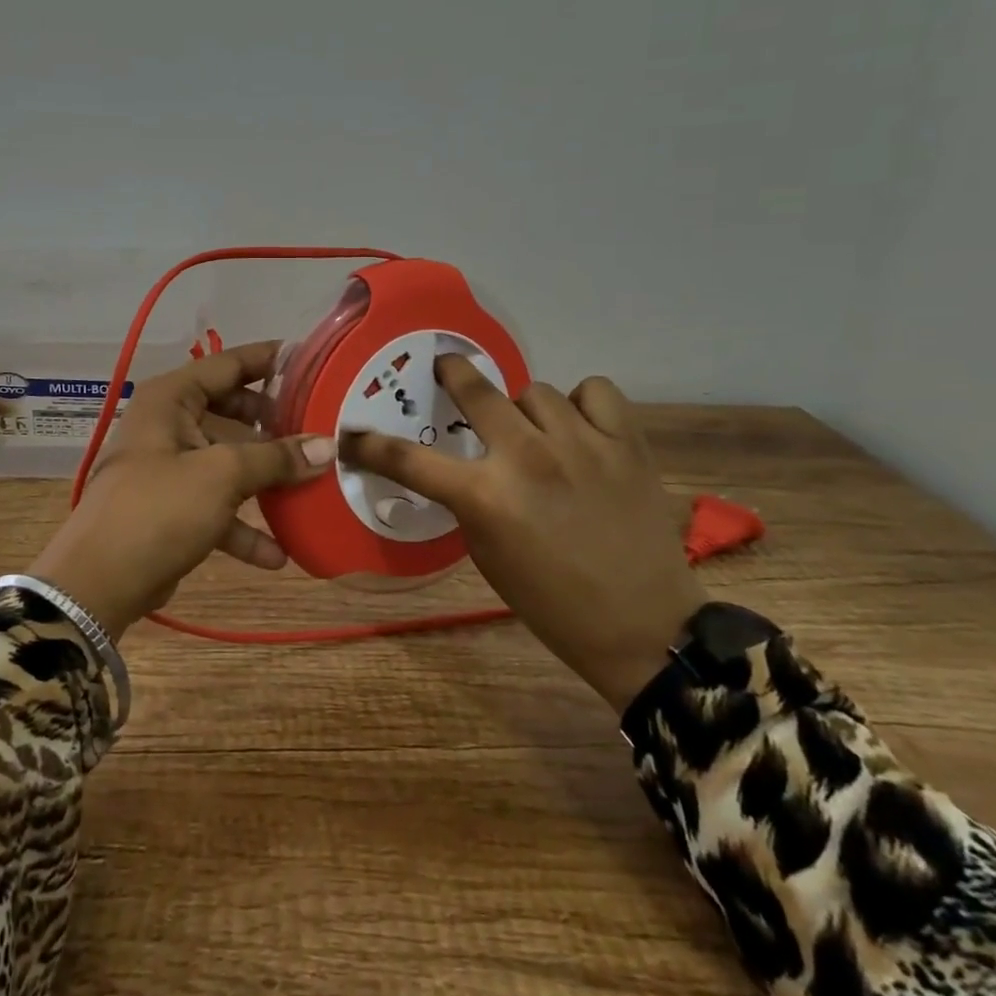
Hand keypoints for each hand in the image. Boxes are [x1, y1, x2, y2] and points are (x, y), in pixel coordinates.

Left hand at [27, 341, 335, 640]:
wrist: (99, 583)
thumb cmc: (158, 509)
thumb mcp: (221, 475)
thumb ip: (275, 458)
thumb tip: (328, 445)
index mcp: (171, 398)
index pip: (227, 363)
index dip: (269, 359)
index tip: (312, 360)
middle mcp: (168, 424)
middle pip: (231, 411)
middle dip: (273, 424)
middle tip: (318, 425)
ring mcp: (169, 468)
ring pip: (227, 461)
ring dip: (265, 478)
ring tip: (311, 484)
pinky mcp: (172, 509)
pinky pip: (217, 506)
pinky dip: (244, 526)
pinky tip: (279, 553)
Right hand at [341, 358, 705, 711]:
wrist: (643, 627)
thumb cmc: (551, 602)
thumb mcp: (486, 555)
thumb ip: (468, 501)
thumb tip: (463, 464)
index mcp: (486, 498)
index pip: (409, 460)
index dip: (370, 446)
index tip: (352, 435)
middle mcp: (528, 458)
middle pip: (475, 389)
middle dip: (451, 372)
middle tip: (445, 369)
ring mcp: (582, 444)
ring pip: (536, 391)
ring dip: (525, 411)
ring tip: (536, 434)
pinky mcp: (627, 443)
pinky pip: (595, 391)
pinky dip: (584, 405)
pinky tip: (582, 428)